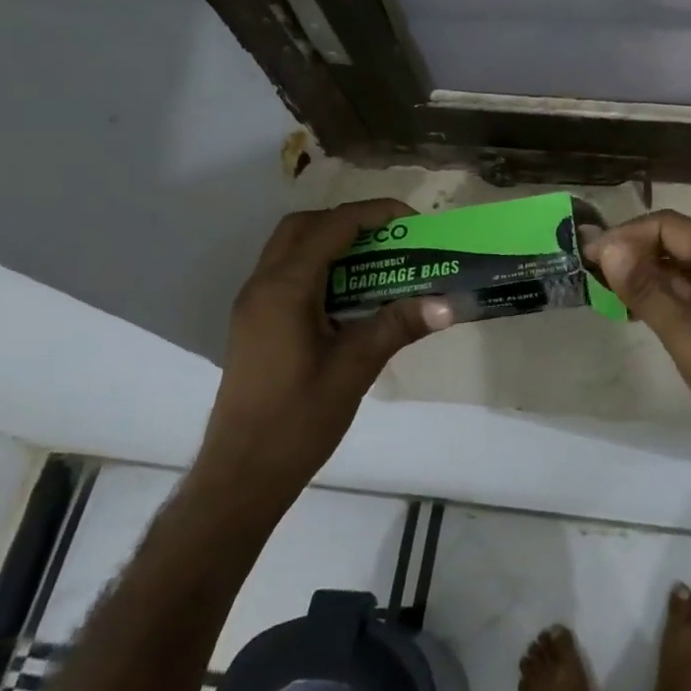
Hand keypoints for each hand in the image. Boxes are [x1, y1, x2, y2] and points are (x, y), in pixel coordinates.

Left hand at [193, 199, 451, 518]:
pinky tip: (350, 295)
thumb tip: (449, 303)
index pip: (333, 227)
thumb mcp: (355, 368)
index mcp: (285, 289)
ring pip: (291, 249)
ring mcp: (253, 304)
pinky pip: (287, 274)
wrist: (241, 475)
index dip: (375, 214)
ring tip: (377, 261)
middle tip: (391, 238)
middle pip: (304, 227)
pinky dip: (319, 266)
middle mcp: (262, 285)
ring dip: (332, 242)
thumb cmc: (297, 420)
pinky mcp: (255, 323)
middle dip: (349, 221)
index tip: (414, 222)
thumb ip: (398, 325)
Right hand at [590, 211, 690, 517]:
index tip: (586, 258)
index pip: (669, 226)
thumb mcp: (690, 336)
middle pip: (672, 241)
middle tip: (587, 273)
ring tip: (599, 290)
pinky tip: (627, 310)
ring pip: (675, 268)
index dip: (626, 236)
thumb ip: (647, 290)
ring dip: (640, 274)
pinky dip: (655, 296)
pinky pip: (683, 294)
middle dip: (630, 252)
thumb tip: (607, 247)